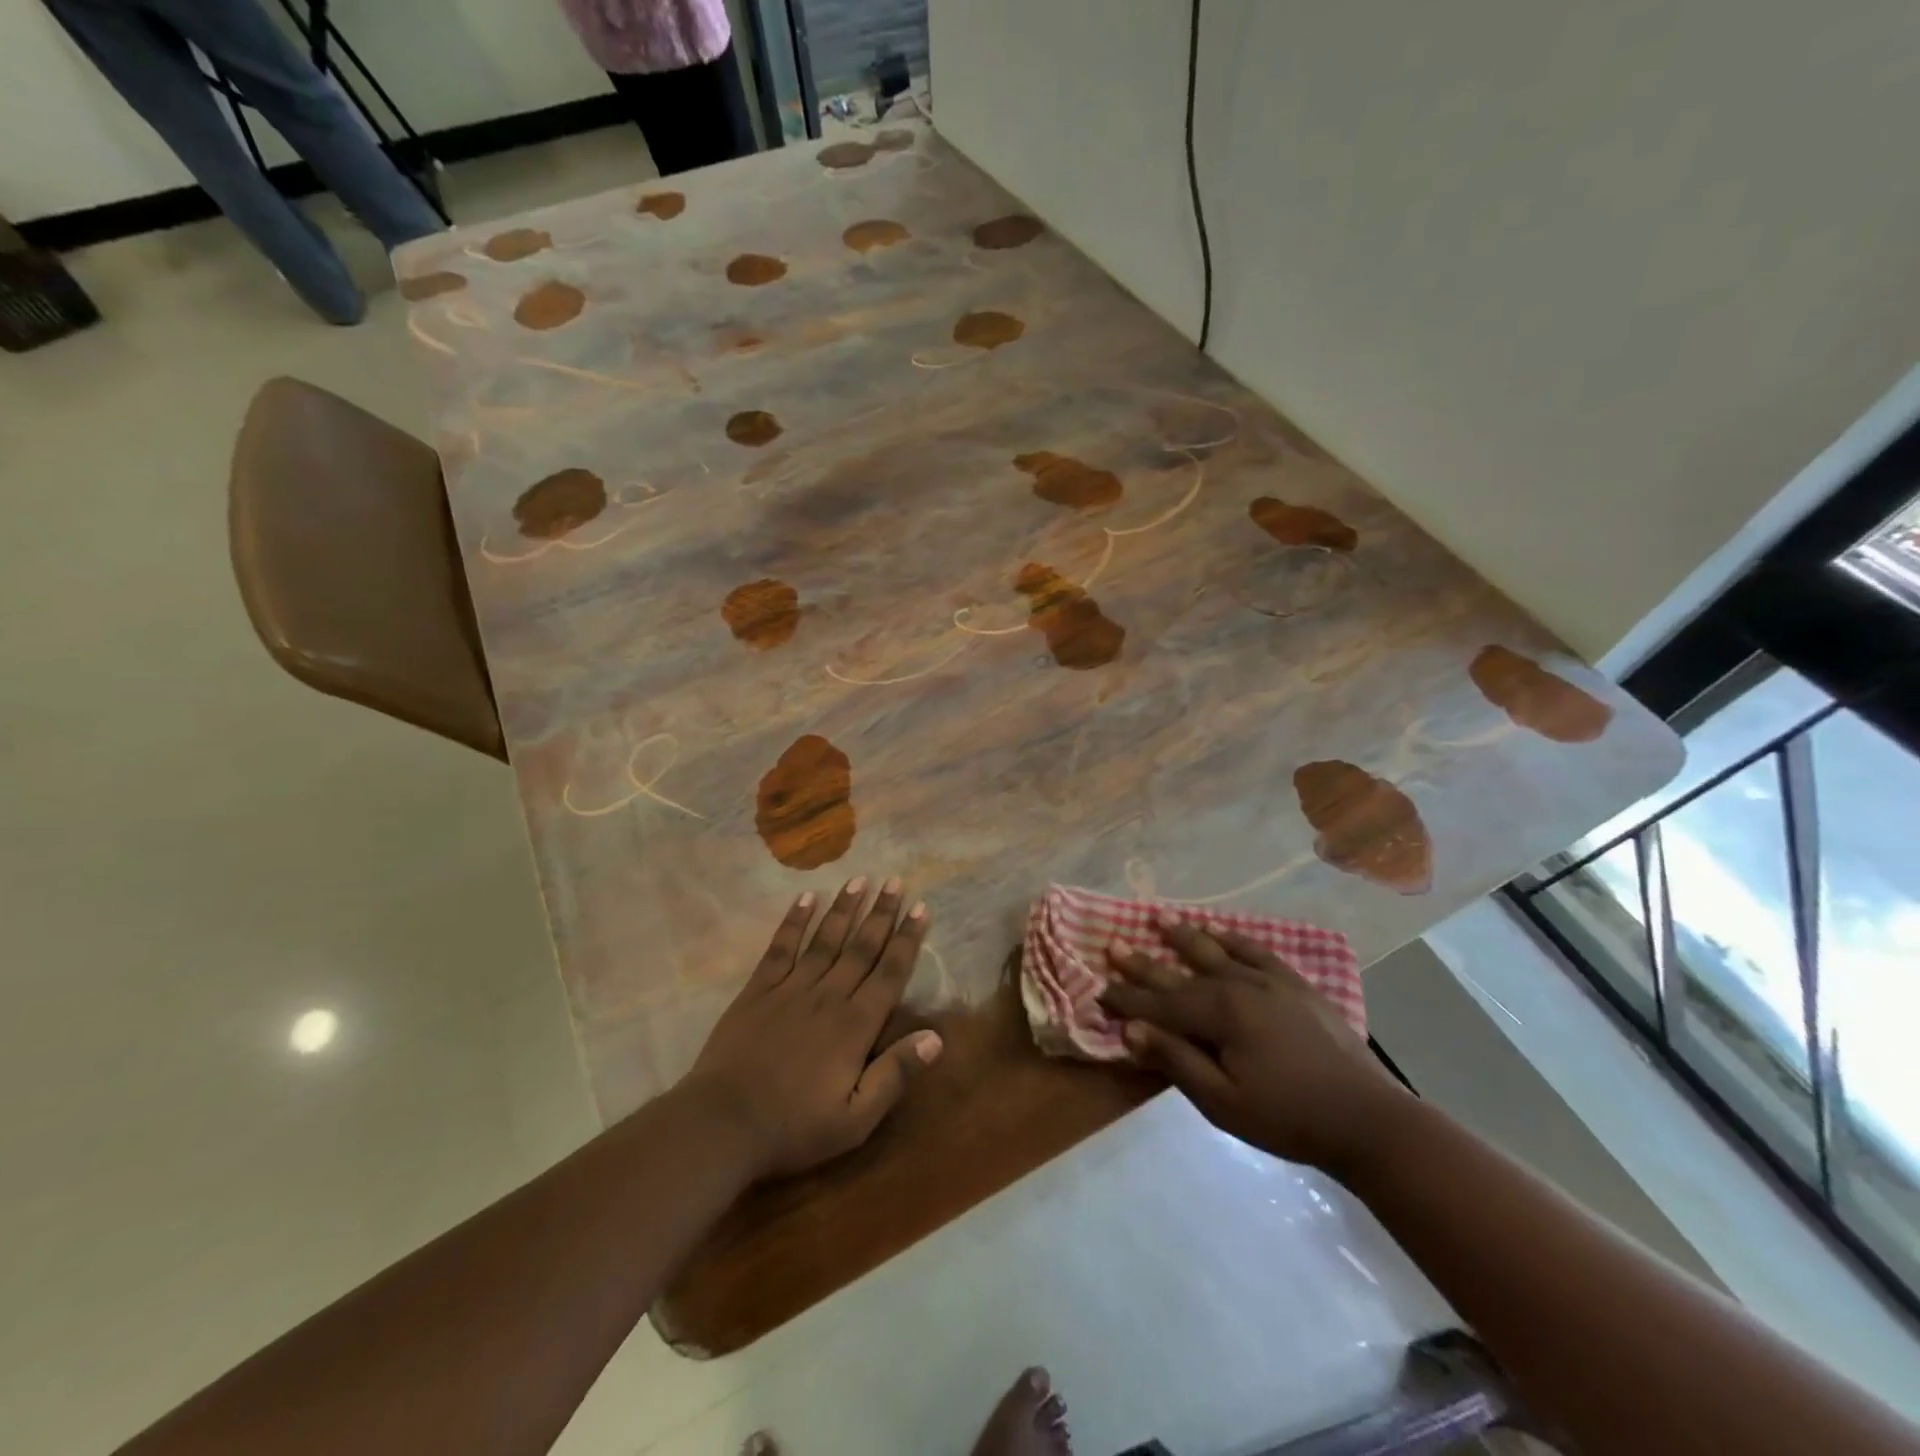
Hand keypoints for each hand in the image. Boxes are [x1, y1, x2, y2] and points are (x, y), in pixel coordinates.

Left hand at [684, 877, 942, 1180]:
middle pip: (861, 948)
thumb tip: (936, 1038)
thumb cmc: (794, 1127)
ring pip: (825, 940)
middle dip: (881, 913)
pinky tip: (806, 898)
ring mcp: (790, 989)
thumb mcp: (855, 1119)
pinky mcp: (758, 990)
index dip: (907, 940)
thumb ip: (895, 1075)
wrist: (722, 1124)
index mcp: (855, 1026)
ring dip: (845, 909)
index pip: (890, 973)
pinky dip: (794, 921)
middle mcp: (828, 996)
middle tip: (895, 882)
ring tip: (860, 879)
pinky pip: (781, 948)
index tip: (921, 908)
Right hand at [1099, 918, 1408, 1173]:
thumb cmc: (1288, 1118)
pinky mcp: (1296, 984)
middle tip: (1113, 943)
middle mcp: (1240, 986)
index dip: (1127, 998)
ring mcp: (1271, 981)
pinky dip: (1234, 938)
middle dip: (1144, 961)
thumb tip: (1131, 1030)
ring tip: (1159, 918)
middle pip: (1182, 970)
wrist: (1367, 1120)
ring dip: (1185, 936)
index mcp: (1220, 1014)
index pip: (1160, 1003)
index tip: (1098, 989)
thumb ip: (1176, 1061)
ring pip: (1217, 951)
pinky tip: (1221, 932)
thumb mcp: (1223, 1101)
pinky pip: (1257, 951)